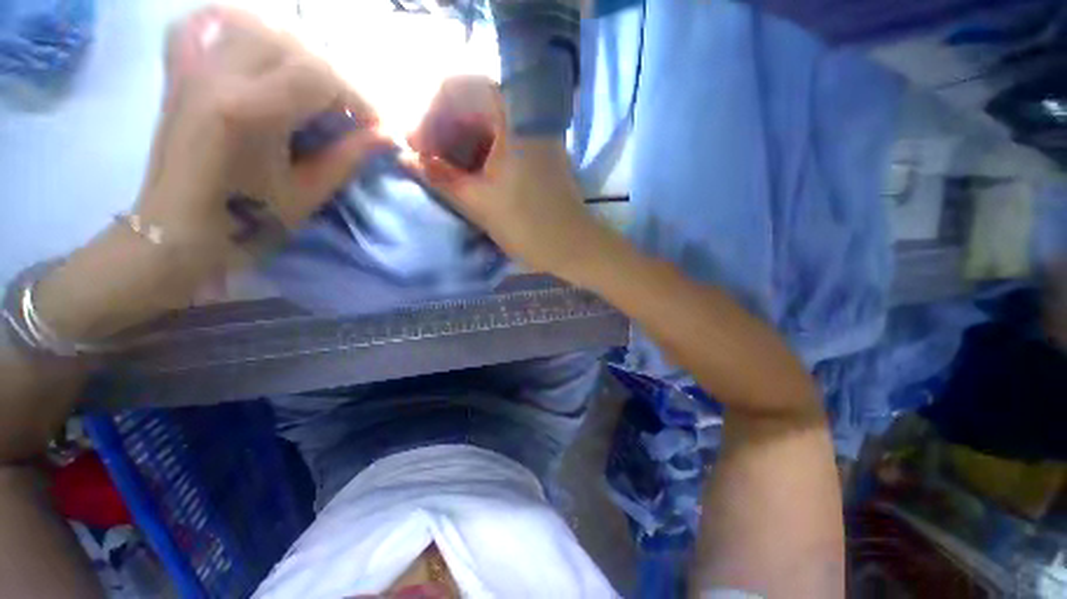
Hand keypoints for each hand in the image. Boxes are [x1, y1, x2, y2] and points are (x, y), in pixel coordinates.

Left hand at [139, 6, 386, 259]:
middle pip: (292, 44)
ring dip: (294, 50)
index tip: (376, 125)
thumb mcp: (307, 194)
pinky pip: (203, 24)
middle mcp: (219, 75)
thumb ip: (348, 157)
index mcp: (250, 111)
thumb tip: (388, 136)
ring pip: (255, 24)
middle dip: (333, 77)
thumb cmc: (246, 222)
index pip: (319, 77)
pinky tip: (254, 45)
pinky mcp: (180, 72)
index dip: (358, 98)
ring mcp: (194, 68)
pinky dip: (233, 24)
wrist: (178, 230)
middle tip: (347, 110)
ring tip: (310, 84)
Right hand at [408, 76, 607, 279]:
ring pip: (487, 125)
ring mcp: (536, 133)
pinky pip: (503, 141)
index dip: (429, 116)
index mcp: (513, 115)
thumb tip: (407, 158)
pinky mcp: (539, 153)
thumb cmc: (527, 226)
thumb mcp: (478, 202)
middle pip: (472, 105)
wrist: (573, 247)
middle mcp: (527, 113)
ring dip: (461, 145)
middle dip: (444, 132)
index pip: (457, 89)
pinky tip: (469, 176)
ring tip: (444, 173)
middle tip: (426, 163)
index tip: (416, 148)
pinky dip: (481, 155)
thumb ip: (439, 177)